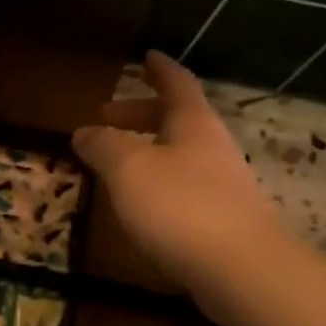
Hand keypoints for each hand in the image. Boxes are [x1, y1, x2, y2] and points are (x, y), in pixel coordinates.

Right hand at [72, 51, 280, 293]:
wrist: (241, 269)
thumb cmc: (180, 207)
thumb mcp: (128, 169)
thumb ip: (103, 146)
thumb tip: (83, 131)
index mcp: (192, 124)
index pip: (176, 83)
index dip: (159, 69)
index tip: (146, 56)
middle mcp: (211, 147)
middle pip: (176, 119)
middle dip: (140, 115)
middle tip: (106, 119)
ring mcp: (221, 183)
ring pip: (179, 154)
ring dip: (147, 150)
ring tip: (115, 163)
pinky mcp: (221, 218)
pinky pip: (183, 186)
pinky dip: (157, 182)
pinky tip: (139, 204)